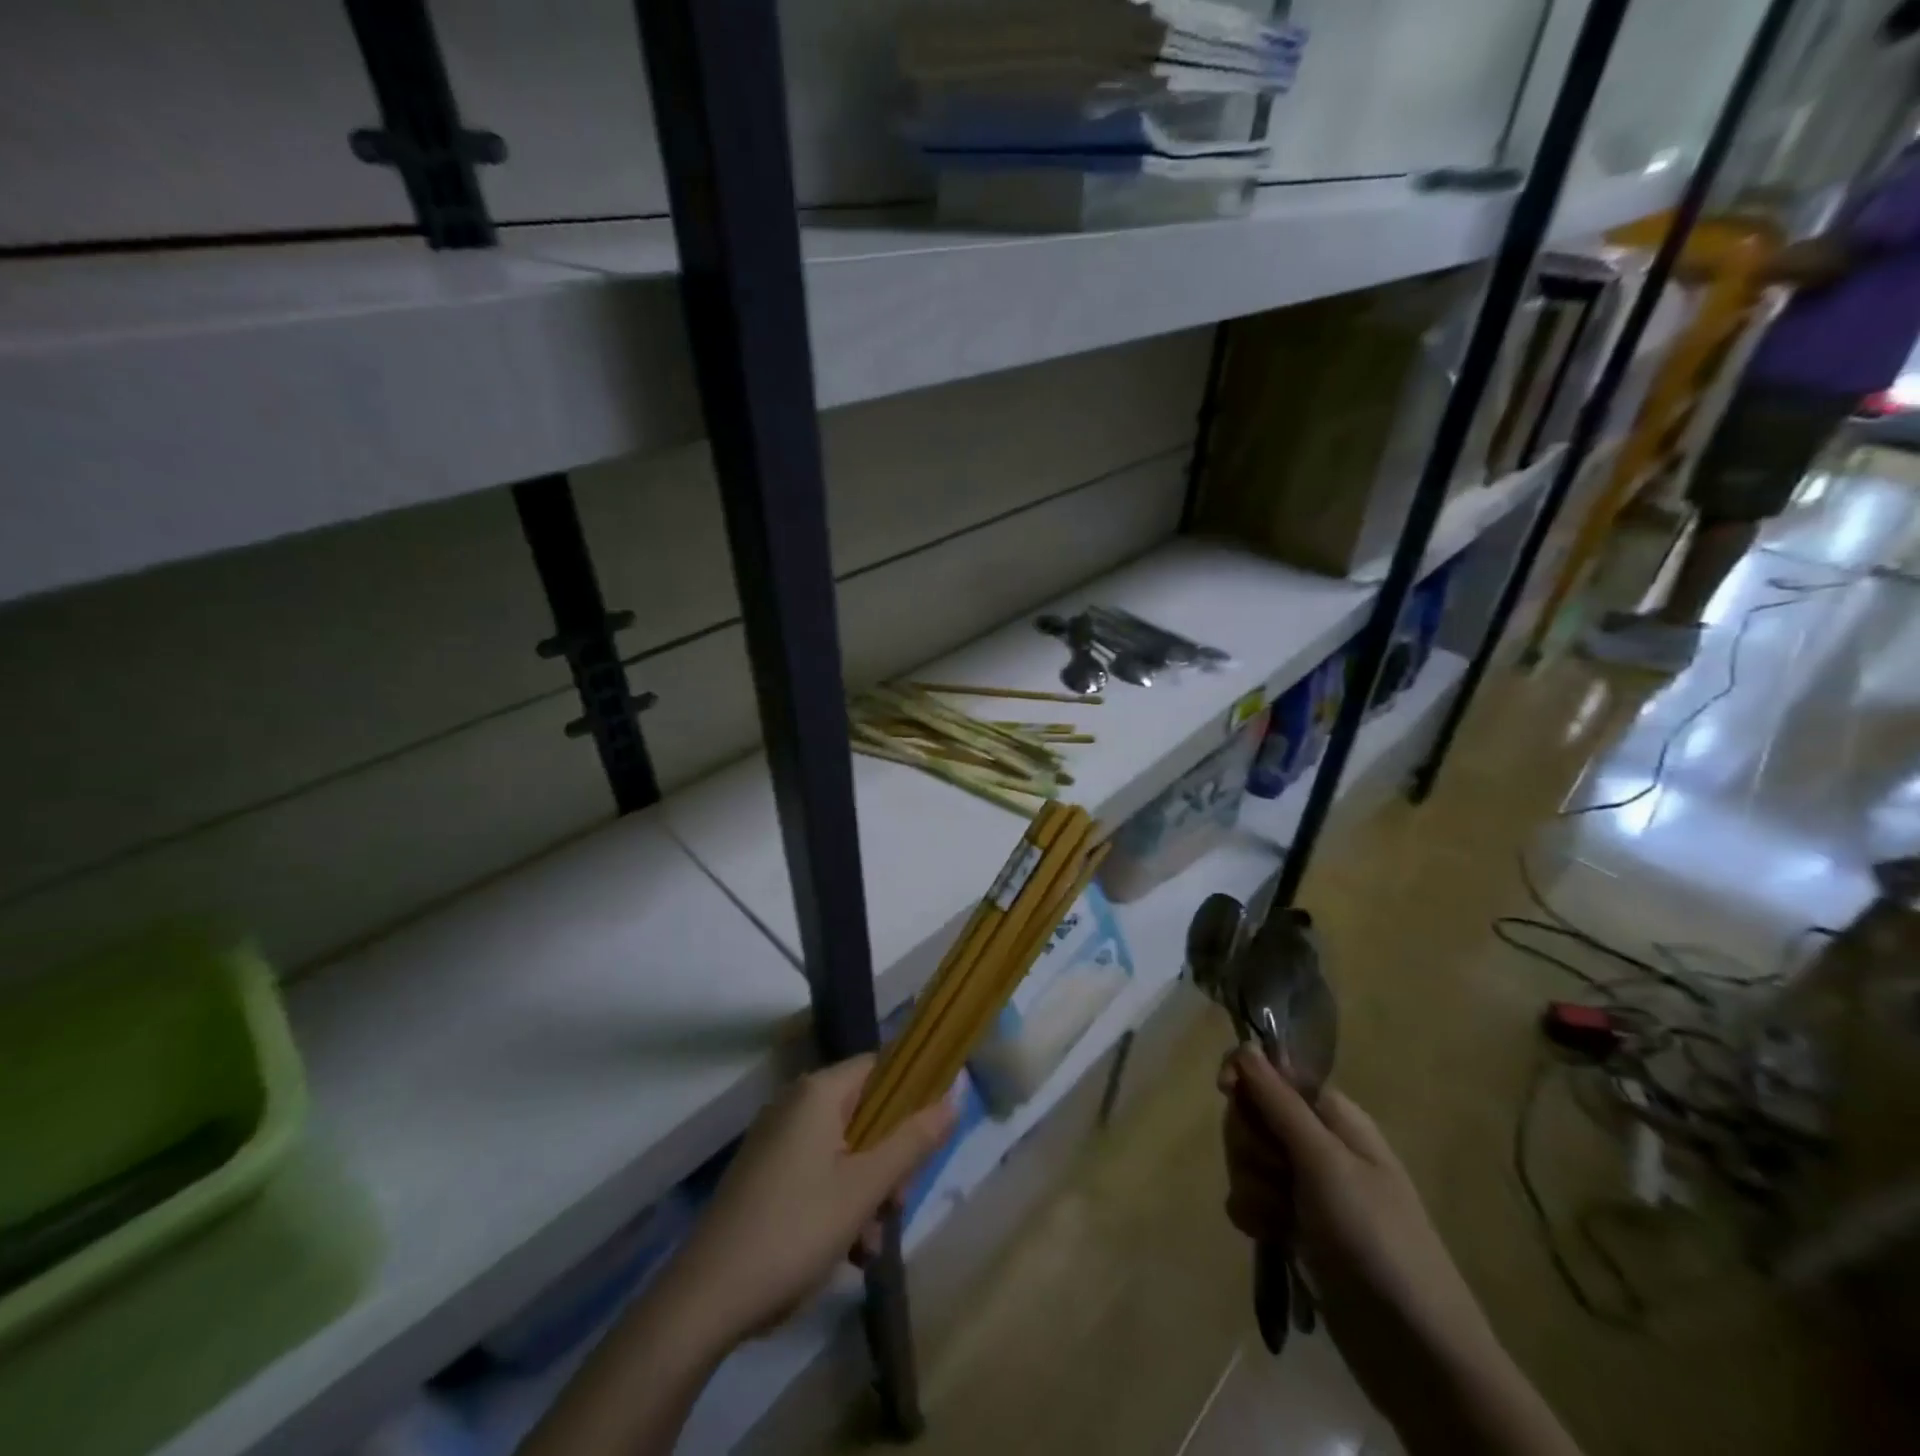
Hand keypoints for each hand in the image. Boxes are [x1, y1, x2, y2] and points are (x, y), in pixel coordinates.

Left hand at [655, 1056, 956, 1353]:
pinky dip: (837, 1203)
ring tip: (868, 1245)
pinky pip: (817, 1172)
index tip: (928, 1137)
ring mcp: (776, 1141)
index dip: (910, 1095)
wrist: (706, 1300)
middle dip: (888, 1161)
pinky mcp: (764, 1175)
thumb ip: (913, 1140)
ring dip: (866, 1192)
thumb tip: (955, 1095)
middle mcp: (795, 1105)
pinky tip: (845, 1252)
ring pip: (844, 1150)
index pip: (879, 1067)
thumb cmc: (795, 1230)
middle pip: (864, 1114)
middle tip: (896, 1205)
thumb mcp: (866, 1187)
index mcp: (818, 1093)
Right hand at [1218, 1050, 1499, 1390]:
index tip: (1224, 1089)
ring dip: (1251, 1184)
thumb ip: (1280, 1103)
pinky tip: (1269, 1236)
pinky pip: (1250, 1199)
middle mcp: (1317, 1144)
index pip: (1274, 1072)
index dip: (1246, 1076)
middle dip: (1249, 1143)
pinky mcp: (1293, 1225)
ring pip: (1247, 1159)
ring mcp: (1305, 1187)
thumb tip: (1246, 1046)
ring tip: (1278, 1219)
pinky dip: (1253, 1214)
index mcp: (1333, 1117)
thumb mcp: (1325, 1163)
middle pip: (1253, 1115)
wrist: (1414, 1350)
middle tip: (1275, 1175)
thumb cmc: (1375, 1239)